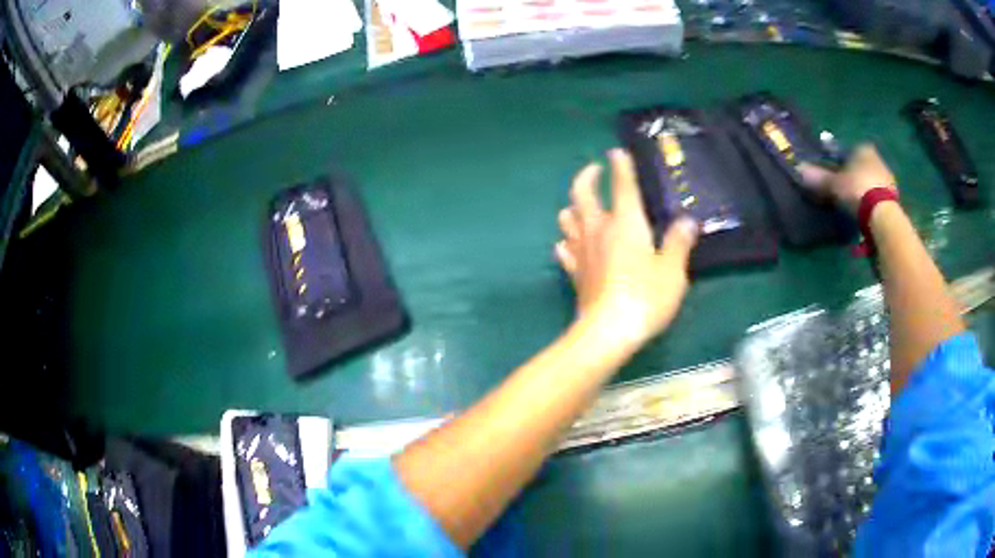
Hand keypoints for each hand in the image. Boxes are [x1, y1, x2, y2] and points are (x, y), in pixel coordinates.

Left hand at [555, 149, 697, 345]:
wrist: (608, 331)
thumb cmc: (645, 297)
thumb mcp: (672, 271)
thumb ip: (678, 243)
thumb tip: (687, 222)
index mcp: (625, 223)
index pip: (621, 185)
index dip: (620, 166)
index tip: (616, 152)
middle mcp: (598, 230)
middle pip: (582, 194)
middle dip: (586, 177)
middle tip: (593, 170)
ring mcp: (581, 251)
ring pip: (567, 218)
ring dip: (573, 206)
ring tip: (582, 206)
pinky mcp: (574, 273)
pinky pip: (564, 249)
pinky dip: (567, 240)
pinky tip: (571, 244)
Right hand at [798, 144, 897, 214]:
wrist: (882, 214)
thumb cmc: (857, 189)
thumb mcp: (834, 184)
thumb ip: (818, 177)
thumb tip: (799, 169)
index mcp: (862, 148)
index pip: (848, 151)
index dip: (840, 162)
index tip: (834, 174)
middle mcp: (877, 159)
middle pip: (861, 166)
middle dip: (853, 176)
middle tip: (843, 190)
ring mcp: (888, 179)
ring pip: (870, 181)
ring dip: (863, 190)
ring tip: (854, 205)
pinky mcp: (894, 198)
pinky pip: (878, 196)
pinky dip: (871, 202)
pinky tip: (865, 213)